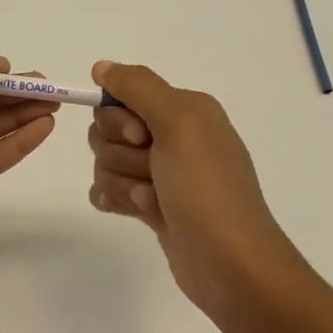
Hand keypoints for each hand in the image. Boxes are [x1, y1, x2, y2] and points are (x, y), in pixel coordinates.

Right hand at [87, 61, 311, 320]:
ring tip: (154, 202)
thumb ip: (137, 87)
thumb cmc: (207, 189)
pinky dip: (117, 200)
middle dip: (119, 154)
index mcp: (185, 109)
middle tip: (153, 172)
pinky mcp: (150, 204)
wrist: (230, 266)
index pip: (122, 95)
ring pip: (105, 161)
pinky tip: (139, 214)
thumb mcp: (179, 123)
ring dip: (123, 183)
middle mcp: (173, 135)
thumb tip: (101, 67)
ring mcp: (161, 172)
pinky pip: (108, 189)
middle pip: (107, 130)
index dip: (120, 119)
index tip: (142, 138)